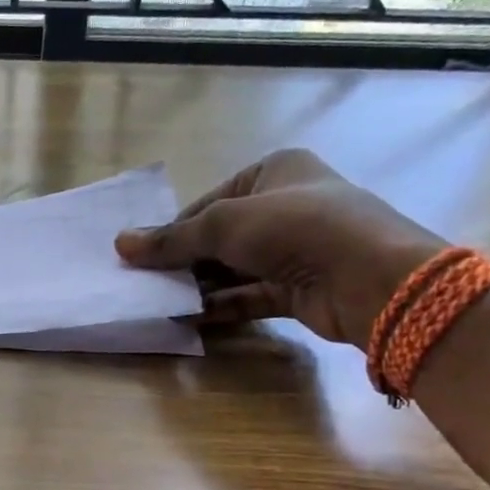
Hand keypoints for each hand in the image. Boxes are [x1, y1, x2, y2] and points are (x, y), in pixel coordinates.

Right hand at [114, 149, 444, 348]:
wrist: (369, 277)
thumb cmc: (295, 227)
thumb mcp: (224, 224)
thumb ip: (173, 239)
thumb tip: (120, 243)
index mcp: (274, 172)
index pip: (210, 202)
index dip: (175, 230)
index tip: (141, 257)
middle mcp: (286, 206)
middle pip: (220, 237)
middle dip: (184, 262)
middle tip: (145, 284)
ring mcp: (295, 250)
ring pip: (234, 269)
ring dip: (199, 286)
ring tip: (159, 302)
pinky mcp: (299, 289)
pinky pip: (250, 296)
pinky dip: (221, 306)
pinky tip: (188, 318)